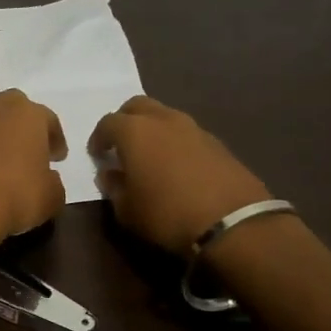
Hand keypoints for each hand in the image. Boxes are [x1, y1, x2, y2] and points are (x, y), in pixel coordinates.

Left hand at [0, 90, 66, 245]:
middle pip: (14, 110)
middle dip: (24, 127)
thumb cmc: (18, 194)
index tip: (58, 157)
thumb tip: (48, 180)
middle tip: (31, 151)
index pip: (48, 119)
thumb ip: (54, 182)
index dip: (55, 139)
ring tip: (7, 166)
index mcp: (28, 114)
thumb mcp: (52, 196)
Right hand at [88, 96, 270, 252]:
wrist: (233, 223)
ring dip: (153, 129)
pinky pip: (187, 133)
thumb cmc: (167, 215)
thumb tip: (110, 175)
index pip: (107, 123)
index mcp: (134, 131)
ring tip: (150, 155)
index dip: (98, 138)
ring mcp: (194, 128)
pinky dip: (176, 142)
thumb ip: (114, 188)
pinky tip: (177, 166)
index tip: (97, 155)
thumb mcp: (127, 210)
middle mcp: (163, 120)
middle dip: (125, 121)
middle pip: (137, 106)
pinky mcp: (218, 143)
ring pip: (165, 116)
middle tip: (121, 144)